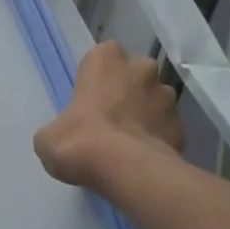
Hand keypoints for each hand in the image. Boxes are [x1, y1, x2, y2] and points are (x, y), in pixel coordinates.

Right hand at [34, 42, 182, 187]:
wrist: (127, 171)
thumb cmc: (80, 142)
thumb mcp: (48, 138)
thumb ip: (58, 128)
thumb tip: (64, 136)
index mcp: (105, 60)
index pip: (101, 57)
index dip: (95, 78)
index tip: (88, 100)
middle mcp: (141, 68)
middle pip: (133, 74)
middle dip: (125, 91)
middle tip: (109, 119)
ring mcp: (167, 96)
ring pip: (154, 99)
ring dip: (144, 113)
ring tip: (128, 142)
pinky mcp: (181, 126)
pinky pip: (166, 127)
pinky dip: (157, 138)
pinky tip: (143, 158)